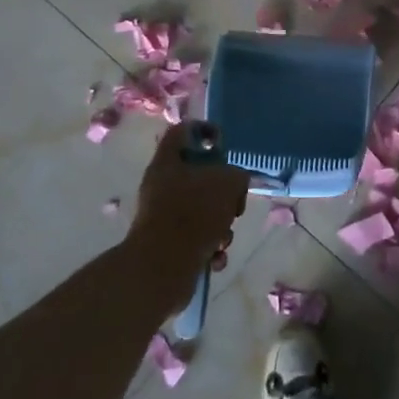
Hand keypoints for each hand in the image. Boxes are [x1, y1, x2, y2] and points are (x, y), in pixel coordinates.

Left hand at [126, 124, 249, 286]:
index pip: (184, 130)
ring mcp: (163, 217)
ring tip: (222, 239)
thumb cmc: (195, 214)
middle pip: (200, 176)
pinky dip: (211, 248)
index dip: (206, 131)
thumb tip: (233, 183)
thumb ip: (237, 174)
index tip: (225, 145)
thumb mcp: (229, 182)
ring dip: (222, 226)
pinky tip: (214, 258)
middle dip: (225, 193)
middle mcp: (161, 186)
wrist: (164, 268)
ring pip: (204, 211)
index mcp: (168, 161)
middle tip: (234, 204)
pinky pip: (199, 238)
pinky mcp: (168, 245)